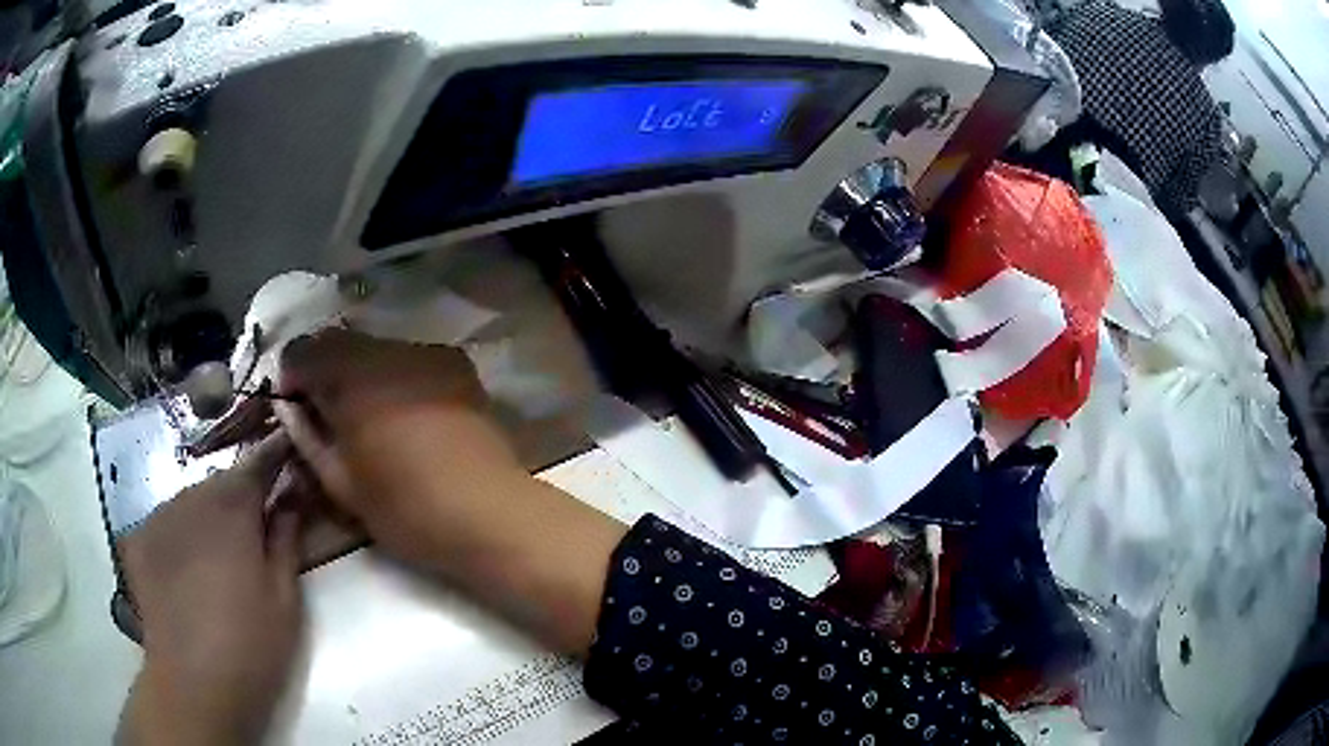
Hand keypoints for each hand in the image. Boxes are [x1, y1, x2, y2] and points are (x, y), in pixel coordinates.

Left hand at [118, 433, 303, 745]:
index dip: (275, 454)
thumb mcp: (285, 600)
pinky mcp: (138, 541)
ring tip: (219, 554)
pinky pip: (165, 523)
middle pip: (220, 482)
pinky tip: (185, 567)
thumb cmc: (251, 646)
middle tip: (256, 527)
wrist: (193, 684)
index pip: (258, 462)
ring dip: (209, 515)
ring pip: (190, 501)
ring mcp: (158, 517)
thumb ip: (287, 540)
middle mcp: (191, 498)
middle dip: (240, 495)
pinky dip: (180, 533)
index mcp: (232, 508)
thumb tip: (291, 498)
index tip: (288, 453)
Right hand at [274, 329, 624, 654]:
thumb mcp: (341, 484)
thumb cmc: (407, 510)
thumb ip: (308, 438)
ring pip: (376, 348)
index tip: (296, 408)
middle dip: (326, 372)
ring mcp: (428, 352)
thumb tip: (293, 411)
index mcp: (352, 376)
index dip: (292, 376)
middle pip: (340, 342)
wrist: (490, 514)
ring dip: (362, 373)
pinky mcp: (457, 364)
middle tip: (330, 415)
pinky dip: (396, 377)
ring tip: (371, 418)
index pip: (304, 349)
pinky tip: (408, 415)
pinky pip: (410, 358)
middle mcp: (389, 349)